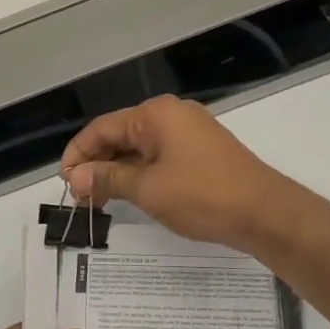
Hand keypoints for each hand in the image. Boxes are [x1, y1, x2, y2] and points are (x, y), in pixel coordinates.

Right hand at [61, 95, 288, 248]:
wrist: (265, 214)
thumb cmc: (201, 196)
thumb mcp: (146, 188)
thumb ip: (106, 178)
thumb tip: (74, 176)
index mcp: (155, 114)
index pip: (101, 128)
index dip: (77, 154)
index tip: (64, 183)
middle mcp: (171, 115)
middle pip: (119, 135)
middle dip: (96, 164)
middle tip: (80, 197)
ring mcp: (189, 132)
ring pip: (139, 148)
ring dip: (117, 171)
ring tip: (99, 200)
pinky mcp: (201, 152)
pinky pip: (159, 157)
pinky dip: (140, 174)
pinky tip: (129, 195)